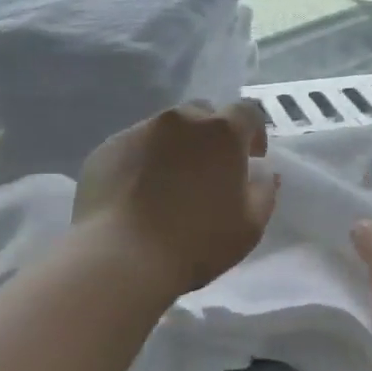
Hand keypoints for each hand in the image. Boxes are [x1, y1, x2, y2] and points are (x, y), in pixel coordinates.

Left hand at [75, 101, 277, 295]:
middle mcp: (180, 120)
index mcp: (222, 132)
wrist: (121, 257)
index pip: (247, 113)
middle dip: (212, 135)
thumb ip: (264, 190)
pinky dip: (142, 161)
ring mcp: (139, 130)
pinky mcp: (107, 148)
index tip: (251, 159)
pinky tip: (137, 193)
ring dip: (176, 147)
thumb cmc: (197, 242)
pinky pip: (134, 146)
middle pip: (203, 114)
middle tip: (209, 171)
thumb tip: (263, 171)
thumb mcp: (251, 225)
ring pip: (166, 129)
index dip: (253, 134)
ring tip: (169, 184)